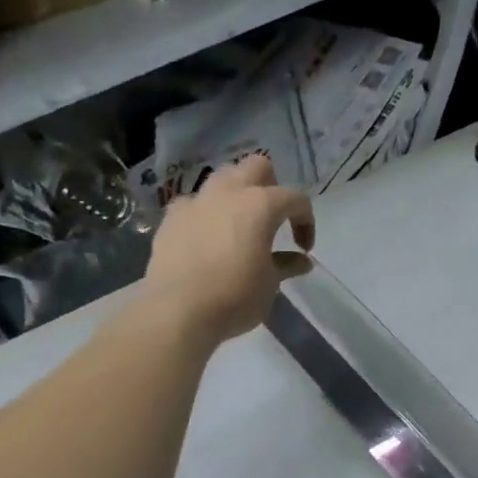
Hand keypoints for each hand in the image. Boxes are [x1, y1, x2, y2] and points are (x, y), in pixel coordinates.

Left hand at [146, 155, 314, 340]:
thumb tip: (301, 261)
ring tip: (239, 224)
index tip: (304, 248)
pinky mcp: (171, 218)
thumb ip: (286, 265)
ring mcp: (196, 202)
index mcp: (260, 205)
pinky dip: (205, 214)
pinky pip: (194, 204)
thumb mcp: (270, 284)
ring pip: (222, 179)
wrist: (178, 310)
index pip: (295, 199)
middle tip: (273, 218)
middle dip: (270, 186)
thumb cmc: (235, 296)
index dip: (306, 221)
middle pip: (256, 167)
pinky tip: (206, 237)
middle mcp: (228, 193)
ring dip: (236, 194)